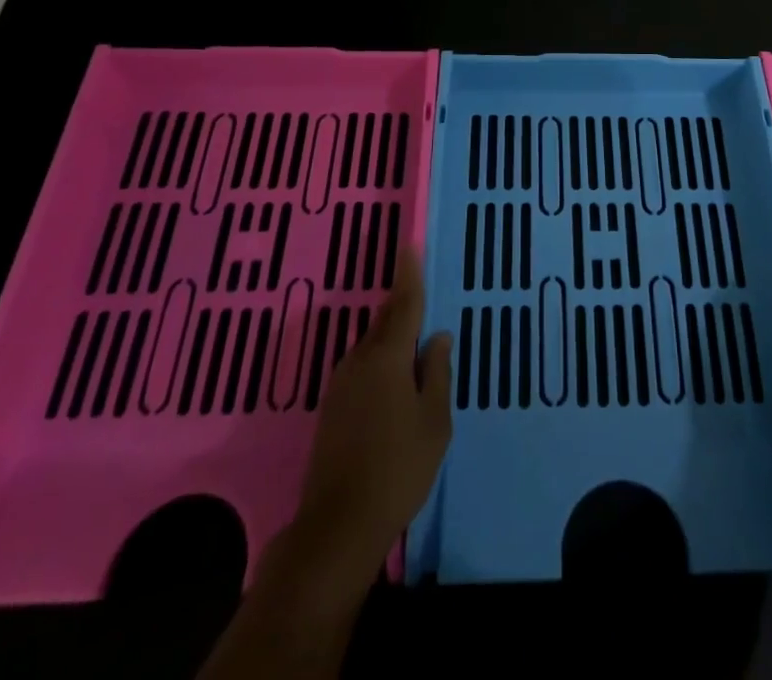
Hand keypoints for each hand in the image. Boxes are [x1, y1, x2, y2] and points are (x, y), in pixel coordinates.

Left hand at [294, 247, 453, 570]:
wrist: (337, 526)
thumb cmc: (398, 468)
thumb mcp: (434, 421)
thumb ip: (437, 373)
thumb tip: (438, 337)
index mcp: (388, 357)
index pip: (403, 304)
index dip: (409, 275)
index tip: (409, 246)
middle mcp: (360, 361)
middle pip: (385, 322)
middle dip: (402, 305)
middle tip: (420, 290)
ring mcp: (341, 384)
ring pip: (373, 346)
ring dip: (392, 337)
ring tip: (416, 340)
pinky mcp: (332, 408)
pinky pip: (363, 368)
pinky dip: (382, 362)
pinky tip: (395, 380)